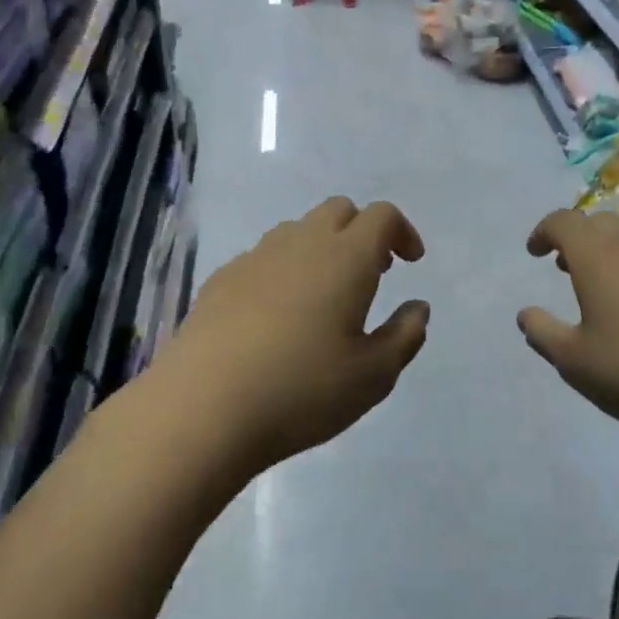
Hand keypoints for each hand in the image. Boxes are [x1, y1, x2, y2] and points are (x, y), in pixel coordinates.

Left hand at [156, 197, 429, 469]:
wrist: (201, 408)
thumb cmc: (301, 391)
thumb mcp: (373, 376)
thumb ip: (405, 335)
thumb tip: (417, 307)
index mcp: (346, 258)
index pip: (382, 216)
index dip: (402, 231)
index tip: (410, 263)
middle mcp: (301, 244)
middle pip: (338, 210)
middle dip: (362, 232)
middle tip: (371, 274)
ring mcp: (256, 258)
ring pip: (298, 230)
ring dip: (321, 248)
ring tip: (324, 296)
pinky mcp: (221, 279)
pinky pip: (263, 257)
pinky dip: (283, 270)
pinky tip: (276, 317)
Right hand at [517, 208, 618, 445]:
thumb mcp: (574, 361)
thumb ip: (543, 333)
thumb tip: (526, 314)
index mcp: (597, 256)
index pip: (563, 221)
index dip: (544, 231)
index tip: (535, 251)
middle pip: (599, 223)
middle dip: (578, 238)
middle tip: (565, 266)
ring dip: (609, 252)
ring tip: (601, 286)